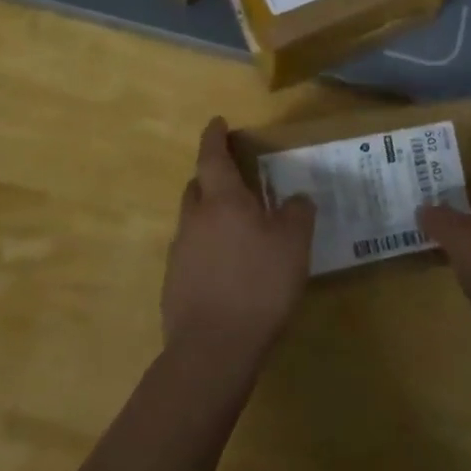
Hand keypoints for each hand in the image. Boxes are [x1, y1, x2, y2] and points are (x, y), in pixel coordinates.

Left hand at [163, 118, 314, 366]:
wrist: (213, 348)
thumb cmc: (259, 284)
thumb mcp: (294, 244)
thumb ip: (297, 213)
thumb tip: (296, 199)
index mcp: (222, 201)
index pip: (212, 157)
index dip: (214, 137)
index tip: (217, 122)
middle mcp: (194, 220)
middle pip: (197, 187)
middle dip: (212, 178)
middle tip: (235, 181)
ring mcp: (179, 253)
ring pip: (193, 221)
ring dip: (210, 216)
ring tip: (237, 231)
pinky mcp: (173, 284)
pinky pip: (191, 253)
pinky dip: (207, 249)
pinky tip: (227, 270)